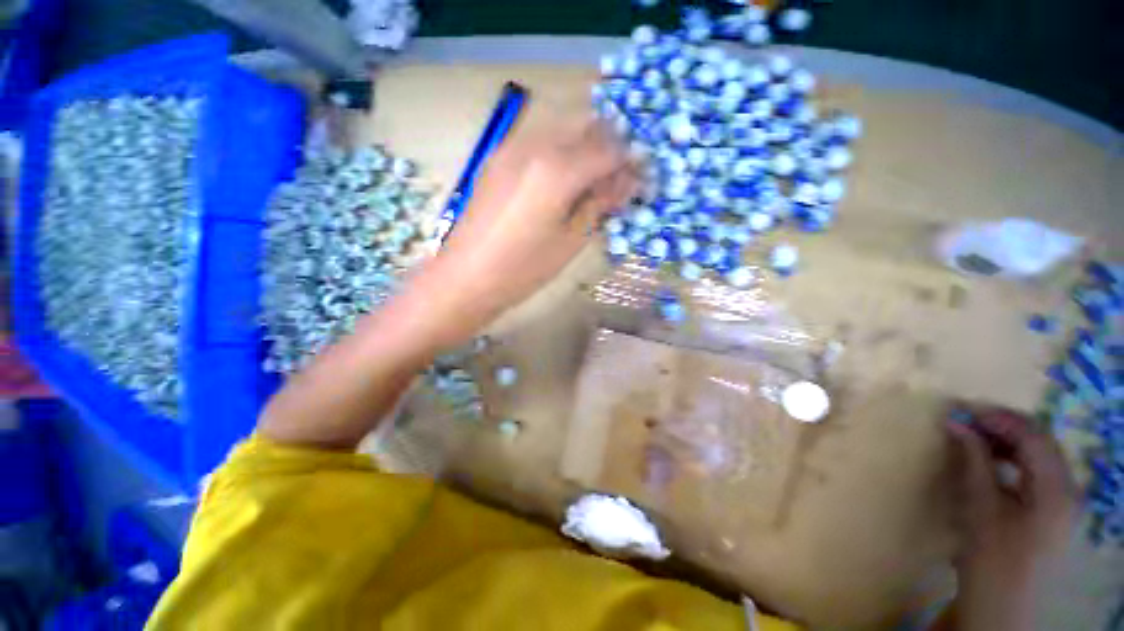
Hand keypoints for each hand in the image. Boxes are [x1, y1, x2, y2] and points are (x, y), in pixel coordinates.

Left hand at [409, 118, 638, 346]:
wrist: (466, 277)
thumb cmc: (523, 269)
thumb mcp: (571, 241)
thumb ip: (599, 204)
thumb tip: (626, 182)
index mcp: (557, 170)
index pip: (608, 148)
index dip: (629, 160)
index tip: (639, 176)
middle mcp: (535, 145)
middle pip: (585, 124)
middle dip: (608, 144)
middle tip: (616, 176)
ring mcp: (511, 147)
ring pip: (561, 126)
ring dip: (584, 144)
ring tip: (590, 178)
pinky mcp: (498, 157)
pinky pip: (539, 139)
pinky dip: (560, 149)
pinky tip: (561, 178)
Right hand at [945, 407, 1077, 628]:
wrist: (1001, 603)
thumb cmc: (992, 556)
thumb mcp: (980, 506)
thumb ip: (973, 460)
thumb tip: (955, 422)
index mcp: (1057, 487)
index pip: (1033, 434)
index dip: (997, 417)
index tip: (961, 409)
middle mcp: (1068, 486)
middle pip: (1039, 440)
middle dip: (1001, 425)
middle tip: (964, 419)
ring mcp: (1063, 498)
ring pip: (1038, 453)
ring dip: (1005, 440)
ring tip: (973, 436)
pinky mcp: (1052, 507)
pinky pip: (1035, 469)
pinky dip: (1011, 457)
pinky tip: (990, 460)